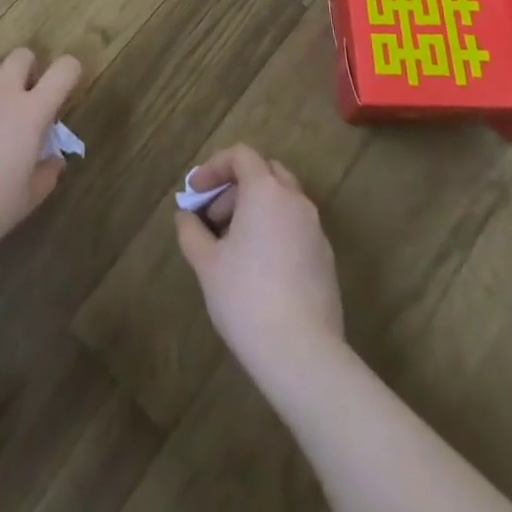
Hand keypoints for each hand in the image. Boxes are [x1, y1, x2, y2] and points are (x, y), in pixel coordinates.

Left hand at [0, 49, 81, 254]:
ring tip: (4, 108)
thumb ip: (47, 173)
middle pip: (22, 54)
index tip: (71, 87)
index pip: (62, 70)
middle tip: (33, 98)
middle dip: (32, 67)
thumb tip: (54, 159)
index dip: (72, 71)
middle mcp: (3, 95)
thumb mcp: (29, 196)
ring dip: (4, 77)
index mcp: (30, 112)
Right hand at [174, 145, 343, 380]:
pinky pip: (296, 228)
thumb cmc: (247, 297)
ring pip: (283, 201)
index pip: (241, 156)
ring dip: (256, 209)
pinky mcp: (326, 260)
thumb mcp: (206, 263)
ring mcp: (316, 231)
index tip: (195, 192)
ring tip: (233, 244)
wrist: (303, 355)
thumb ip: (191, 231)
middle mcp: (295, 201)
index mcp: (266, 191)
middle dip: (236, 187)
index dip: (214, 167)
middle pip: (265, 173)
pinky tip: (259, 268)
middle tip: (213, 217)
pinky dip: (275, 231)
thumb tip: (185, 217)